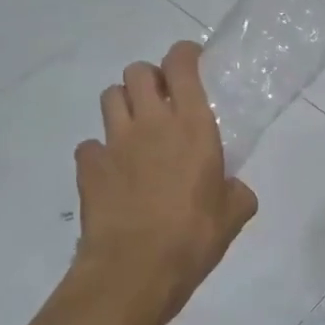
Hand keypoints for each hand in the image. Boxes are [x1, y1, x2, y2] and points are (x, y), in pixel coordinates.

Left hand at [73, 41, 258, 324]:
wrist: (135, 269)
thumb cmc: (194, 237)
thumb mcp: (234, 214)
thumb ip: (236, 191)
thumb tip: (232, 188)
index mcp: (193, 126)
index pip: (182, 66)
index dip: (184, 54)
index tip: (190, 60)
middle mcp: (151, 123)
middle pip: (137, 72)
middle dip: (149, 78)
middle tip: (161, 99)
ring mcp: (114, 142)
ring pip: (109, 97)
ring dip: (123, 104)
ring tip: (135, 129)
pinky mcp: (88, 166)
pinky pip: (89, 144)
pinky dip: (100, 151)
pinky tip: (112, 171)